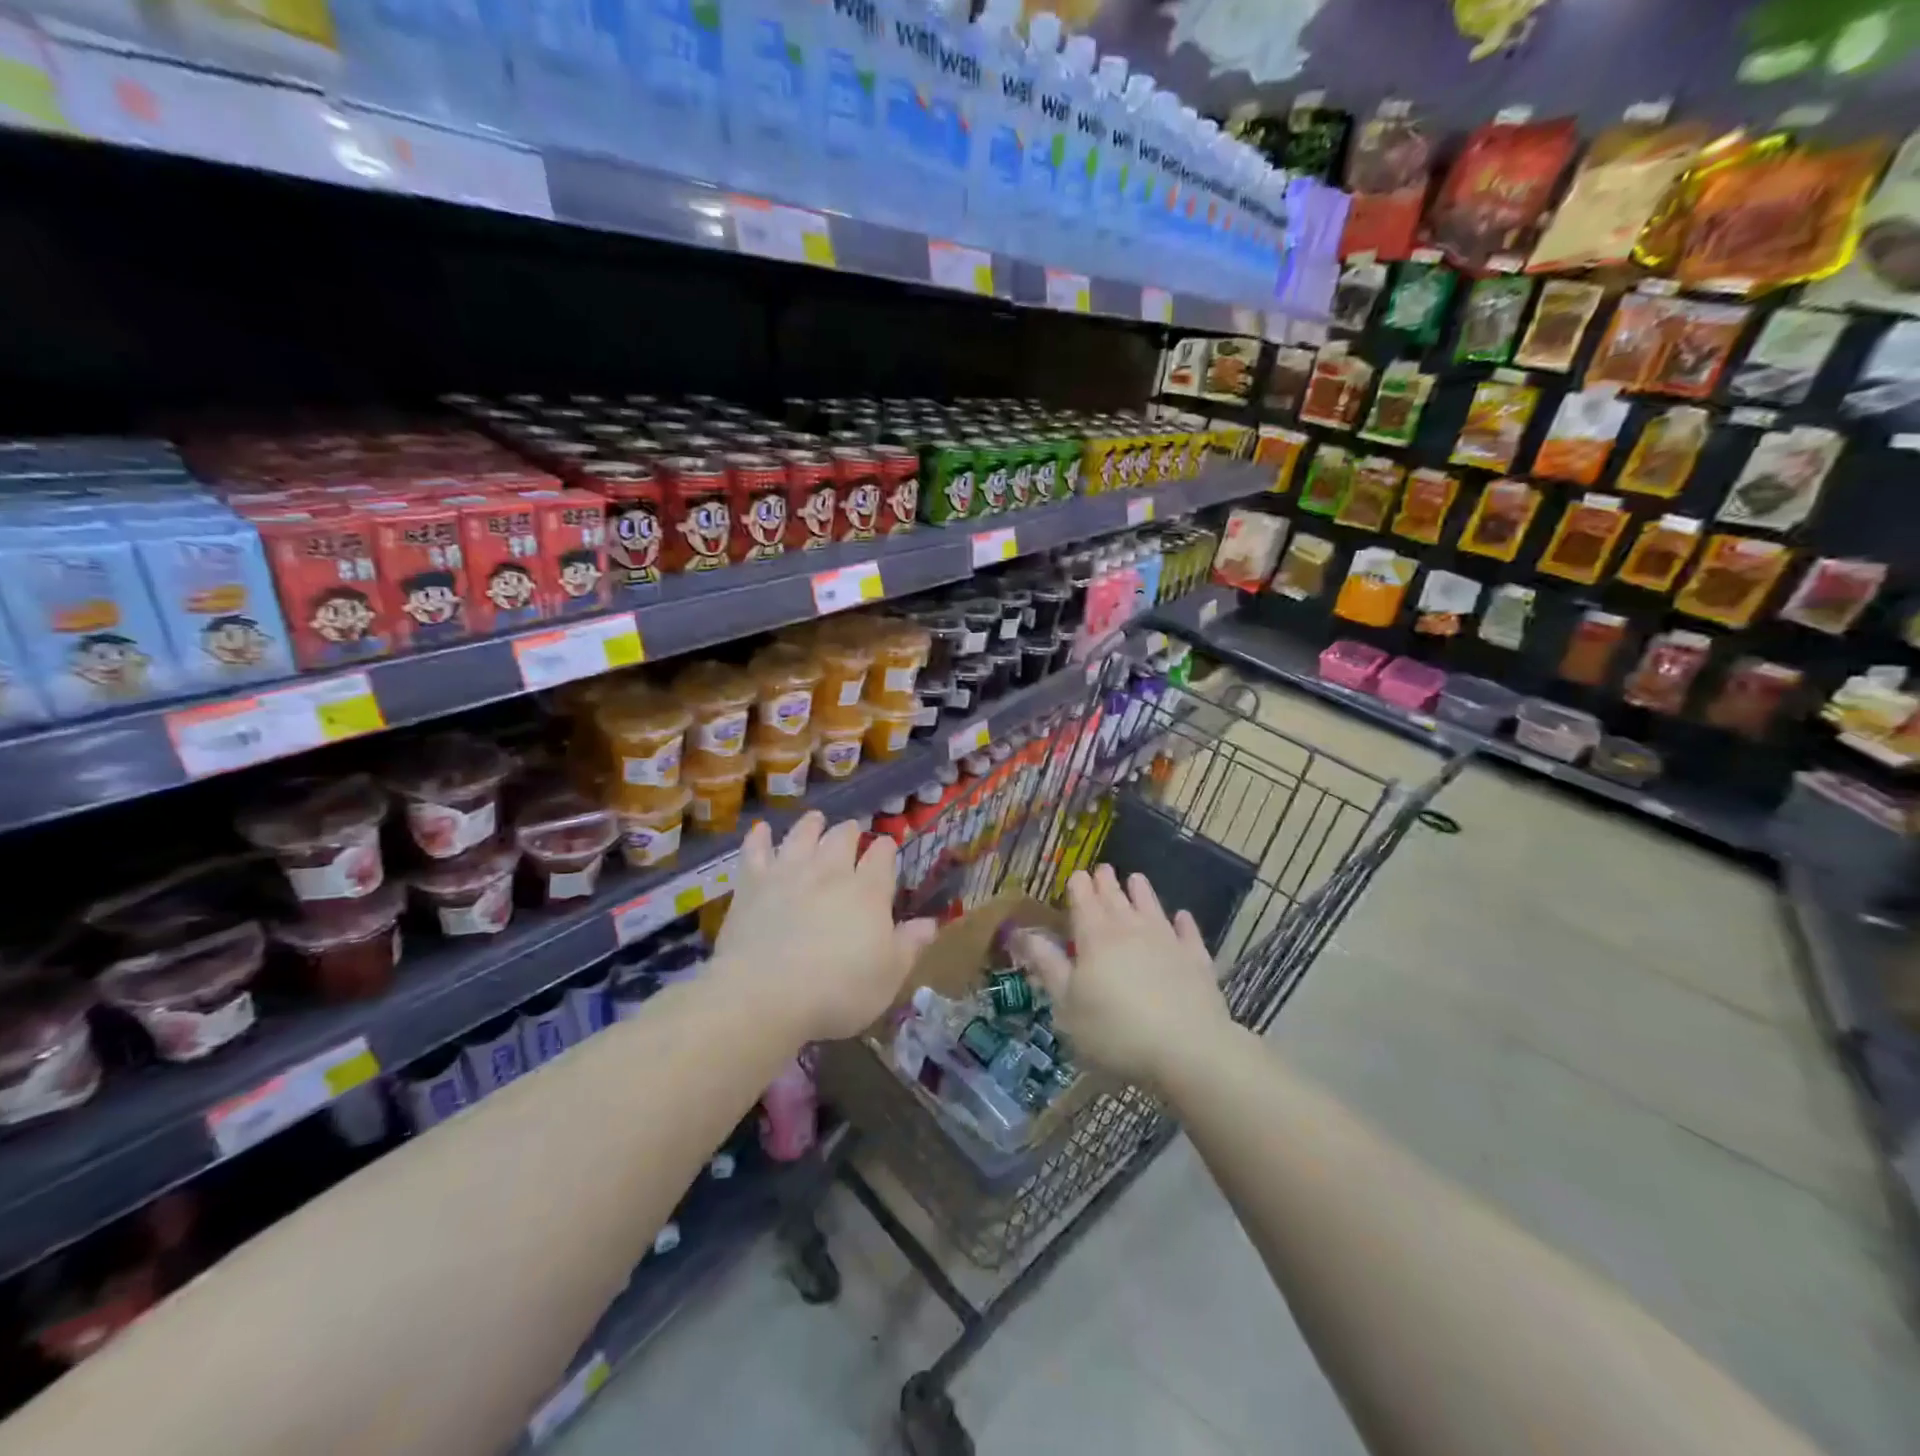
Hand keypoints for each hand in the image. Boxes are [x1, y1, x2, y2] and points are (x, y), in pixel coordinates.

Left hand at [710, 812, 935, 1043]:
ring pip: (802, 835)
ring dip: (811, 825)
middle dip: (850, 832)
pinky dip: (760, 838)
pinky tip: (761, 830)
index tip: (887, 847)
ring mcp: (788, 872)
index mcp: (868, 891)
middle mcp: (830, 871)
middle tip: (852, 831)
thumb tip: (931, 923)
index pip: (882, 856)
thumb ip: (910, 945)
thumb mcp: (888, 976)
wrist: (765, 995)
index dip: (886, 849)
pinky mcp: (752, 884)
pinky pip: (755, 851)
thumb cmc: (838, 991)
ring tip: (816, 819)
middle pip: (842, 838)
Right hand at [1014, 865, 1229, 1087]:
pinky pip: (1188, 934)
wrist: (1187, 1049)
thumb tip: (1023, 933)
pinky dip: (1183, 923)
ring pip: (1151, 908)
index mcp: (1095, 938)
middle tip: (1103, 868)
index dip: (1079, 886)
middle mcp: (1131, 930)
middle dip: (1107, 883)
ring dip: (1142, 892)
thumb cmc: (1115, 1031)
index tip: (1077, 874)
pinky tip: (1182, 917)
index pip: (1084, 902)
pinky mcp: (1196, 960)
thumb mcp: (1067, 1004)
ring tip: (1136, 878)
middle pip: (1116, 900)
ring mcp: (1167, 942)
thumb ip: (1047, 965)